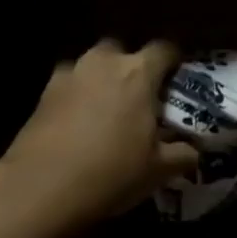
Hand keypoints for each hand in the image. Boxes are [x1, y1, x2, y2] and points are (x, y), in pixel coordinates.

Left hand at [0, 39, 198, 227]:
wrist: (42, 187)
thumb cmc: (112, 172)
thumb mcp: (159, 170)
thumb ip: (183, 154)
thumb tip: (194, 151)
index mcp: (138, 73)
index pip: (164, 49)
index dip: (173, 62)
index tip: (177, 80)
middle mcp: (103, 63)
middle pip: (122, 50)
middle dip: (131, 66)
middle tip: (139, 96)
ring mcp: (69, 74)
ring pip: (91, 65)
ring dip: (100, 79)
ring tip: (106, 109)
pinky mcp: (43, 93)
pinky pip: (68, 84)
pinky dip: (76, 96)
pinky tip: (78, 122)